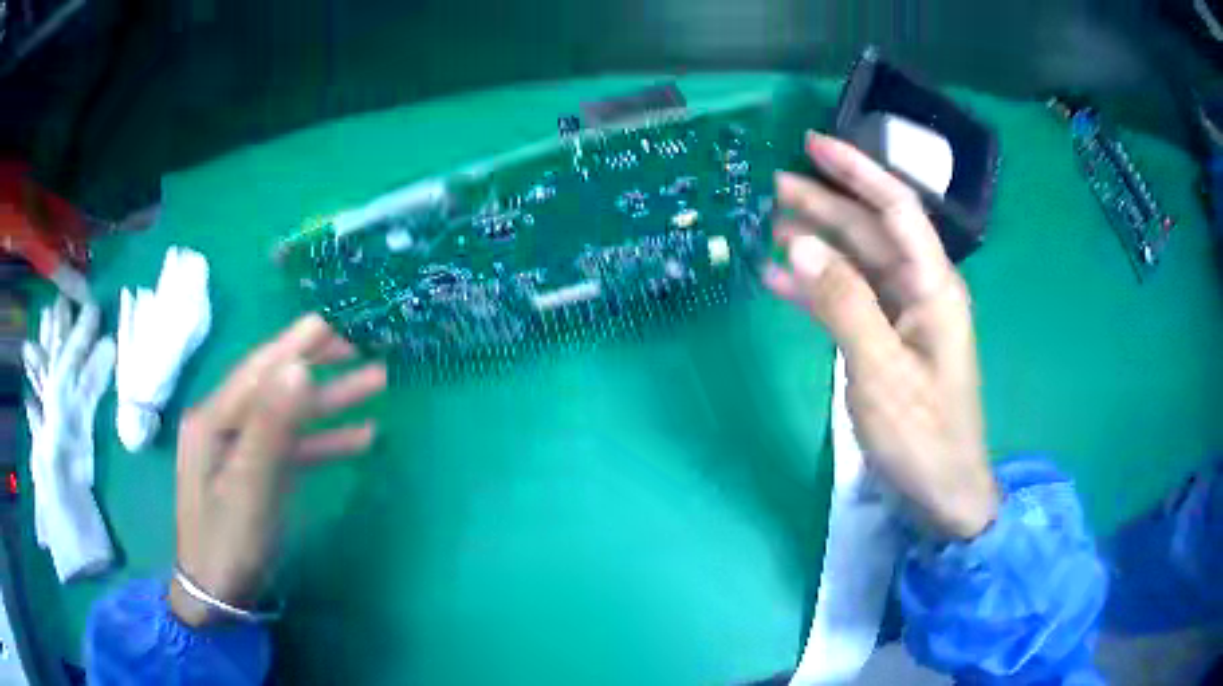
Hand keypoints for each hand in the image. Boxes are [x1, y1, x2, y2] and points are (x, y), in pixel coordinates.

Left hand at [169, 315, 386, 624]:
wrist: (216, 595)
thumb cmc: (226, 541)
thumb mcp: (247, 487)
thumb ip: (271, 427)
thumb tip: (299, 368)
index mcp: (213, 419)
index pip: (259, 370)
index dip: (296, 342)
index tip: (334, 317)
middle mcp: (225, 425)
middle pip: (275, 385)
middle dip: (319, 364)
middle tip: (362, 343)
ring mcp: (241, 449)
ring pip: (289, 415)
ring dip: (330, 401)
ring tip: (376, 382)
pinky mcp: (257, 472)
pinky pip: (293, 447)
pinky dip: (325, 440)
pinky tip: (361, 436)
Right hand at [765, 132, 996, 538]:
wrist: (941, 491)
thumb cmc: (921, 434)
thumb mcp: (880, 370)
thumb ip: (843, 304)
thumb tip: (799, 246)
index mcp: (932, 286)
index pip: (896, 208)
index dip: (857, 171)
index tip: (813, 144)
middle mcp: (920, 290)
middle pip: (871, 232)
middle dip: (825, 205)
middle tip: (771, 186)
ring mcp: (903, 317)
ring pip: (856, 265)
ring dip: (816, 245)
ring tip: (767, 227)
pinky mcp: (888, 342)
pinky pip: (849, 302)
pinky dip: (815, 290)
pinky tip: (779, 283)